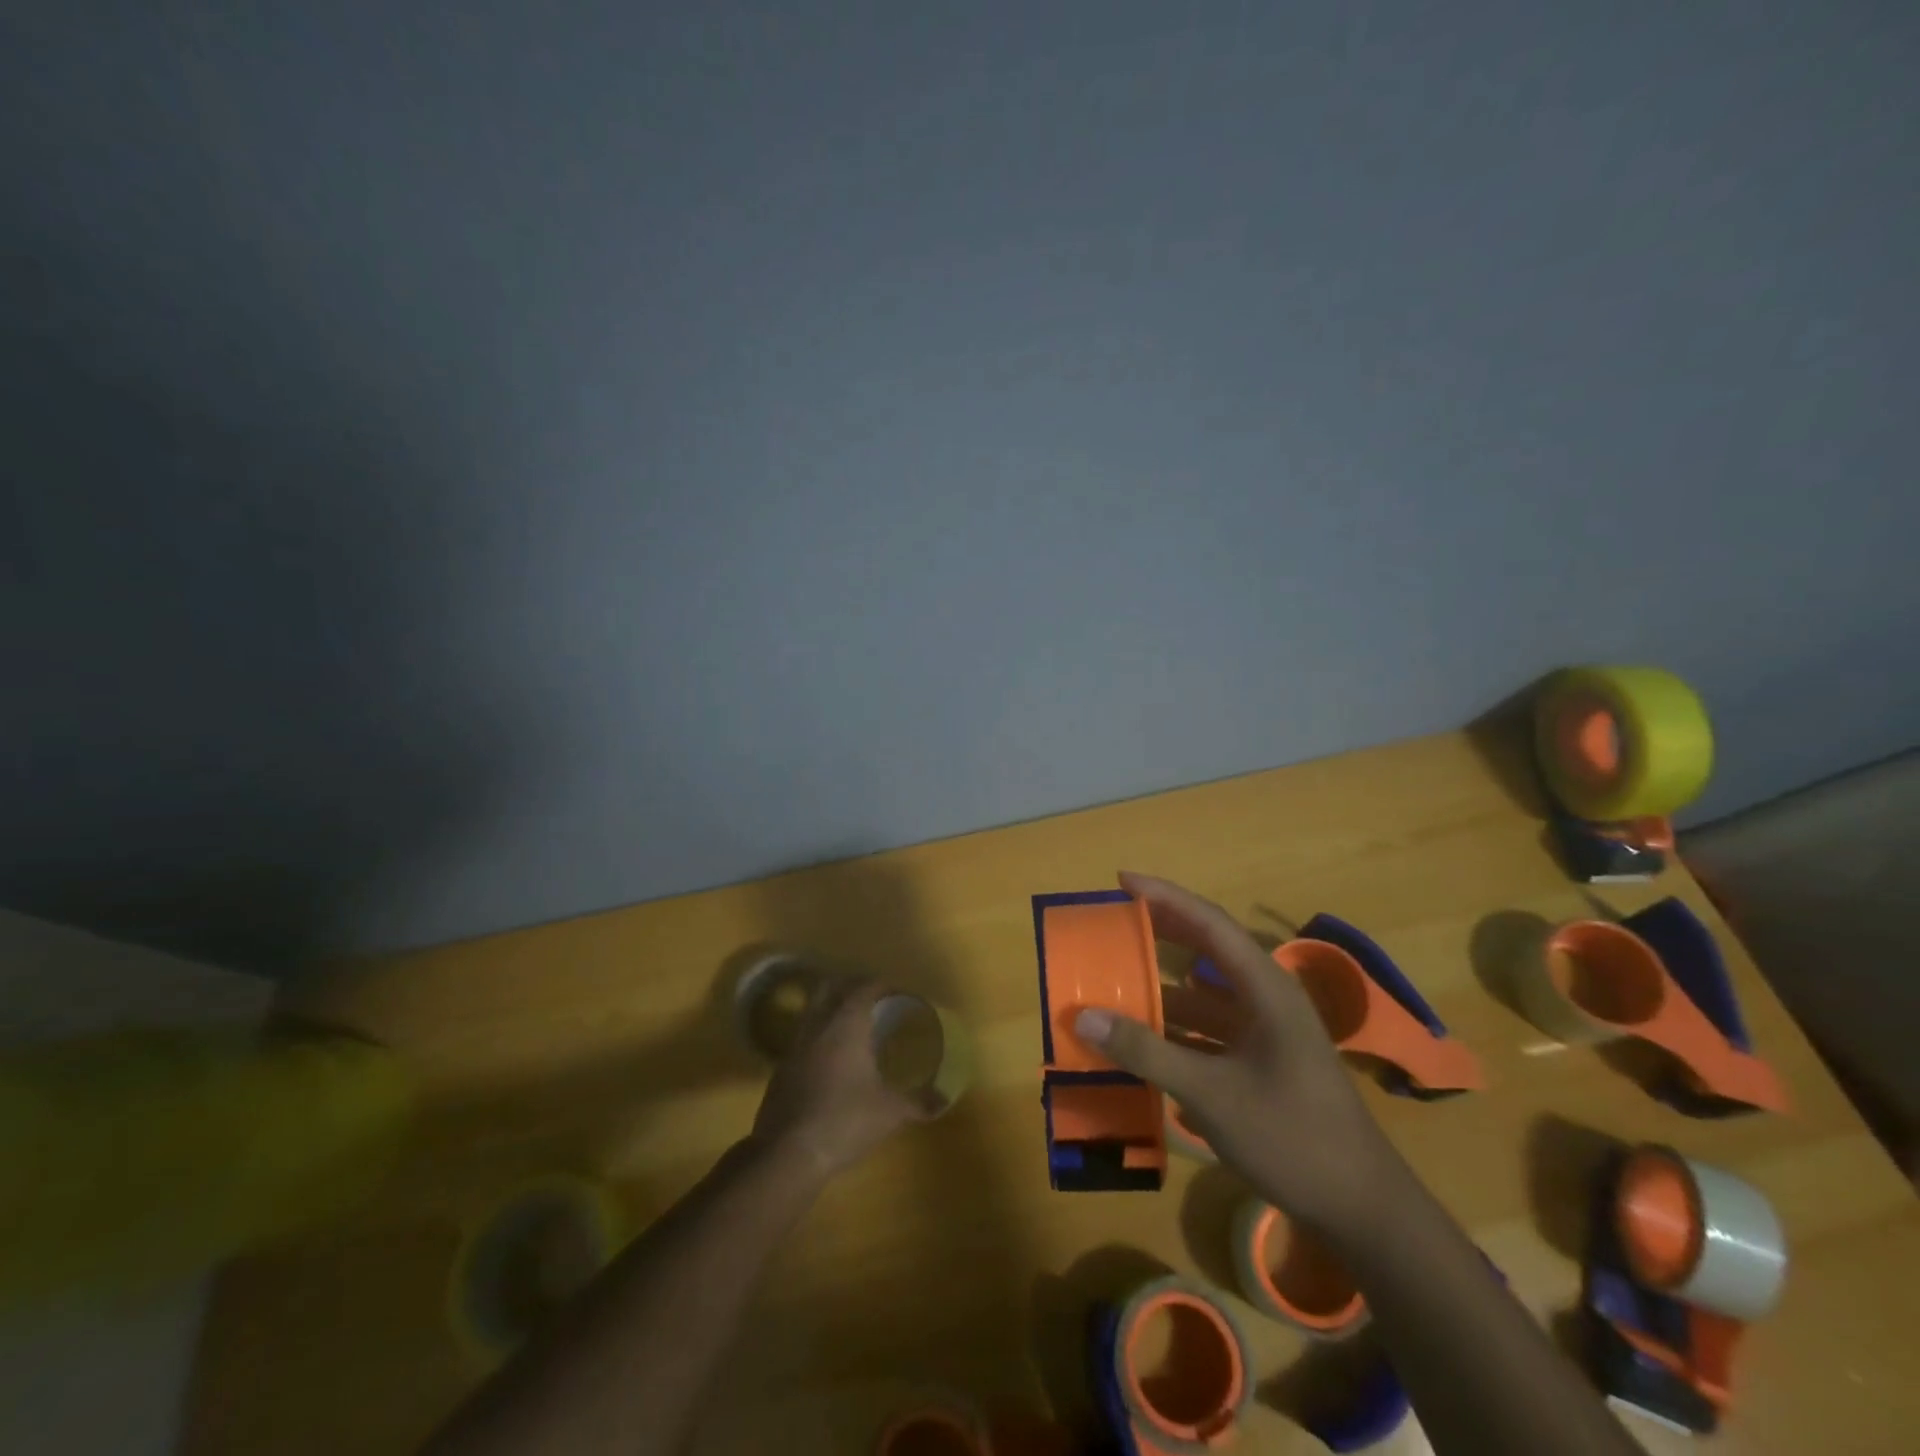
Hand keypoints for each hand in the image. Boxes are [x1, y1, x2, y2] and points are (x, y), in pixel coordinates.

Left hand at [750, 977, 932, 1182]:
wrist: (786, 1154)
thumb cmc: (844, 1121)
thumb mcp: (890, 1113)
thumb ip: (918, 1103)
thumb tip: (944, 1100)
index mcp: (846, 1024)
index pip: (864, 987)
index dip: (882, 985)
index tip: (898, 992)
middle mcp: (817, 1025)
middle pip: (831, 987)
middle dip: (851, 986)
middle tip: (873, 1000)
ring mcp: (794, 1046)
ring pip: (813, 1010)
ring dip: (832, 1008)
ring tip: (854, 1026)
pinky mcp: (781, 1069)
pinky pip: (803, 1036)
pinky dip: (818, 1034)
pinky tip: (832, 1057)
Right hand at [1073, 872, 1409, 1230]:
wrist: (1364, 1211)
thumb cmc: (1293, 1137)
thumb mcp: (1212, 1093)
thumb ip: (1147, 1052)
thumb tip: (1084, 1015)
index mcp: (1265, 988)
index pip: (1209, 923)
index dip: (1164, 897)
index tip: (1121, 880)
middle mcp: (1265, 999)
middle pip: (1206, 950)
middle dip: (1159, 933)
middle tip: (1111, 921)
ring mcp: (1265, 1033)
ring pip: (1203, 996)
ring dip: (1160, 988)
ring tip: (1112, 982)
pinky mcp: (1261, 1063)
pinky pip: (1207, 1031)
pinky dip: (1173, 1029)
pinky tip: (1139, 1040)